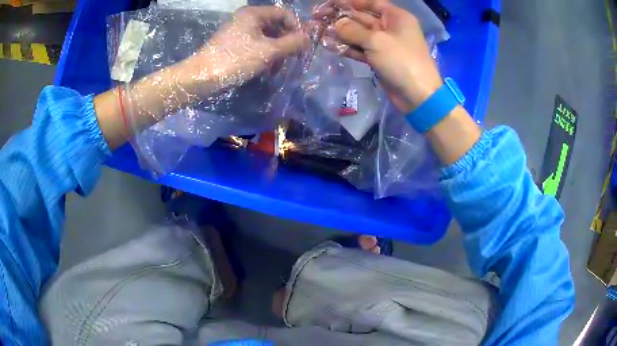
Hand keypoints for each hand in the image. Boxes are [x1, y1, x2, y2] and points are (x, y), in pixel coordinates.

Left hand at [181, 6, 309, 91]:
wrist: (202, 77)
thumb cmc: (235, 60)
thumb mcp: (268, 51)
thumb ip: (292, 43)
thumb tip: (308, 39)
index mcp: (254, 14)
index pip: (284, 14)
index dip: (296, 27)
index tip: (302, 45)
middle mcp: (247, 19)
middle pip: (276, 25)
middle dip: (286, 42)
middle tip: (291, 59)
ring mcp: (239, 31)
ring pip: (267, 37)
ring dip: (276, 52)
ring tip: (276, 68)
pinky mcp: (234, 44)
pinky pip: (256, 45)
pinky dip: (264, 56)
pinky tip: (266, 70)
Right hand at [321, 0, 442, 112]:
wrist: (417, 95)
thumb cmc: (401, 61)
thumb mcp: (376, 41)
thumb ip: (353, 30)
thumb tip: (335, 24)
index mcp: (396, 17)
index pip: (371, 3)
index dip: (351, 2)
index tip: (331, 2)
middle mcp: (390, 27)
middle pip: (362, 18)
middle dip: (340, 17)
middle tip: (317, 17)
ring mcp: (384, 44)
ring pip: (359, 34)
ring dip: (340, 33)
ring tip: (318, 30)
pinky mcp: (379, 59)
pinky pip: (360, 49)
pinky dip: (347, 48)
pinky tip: (329, 45)